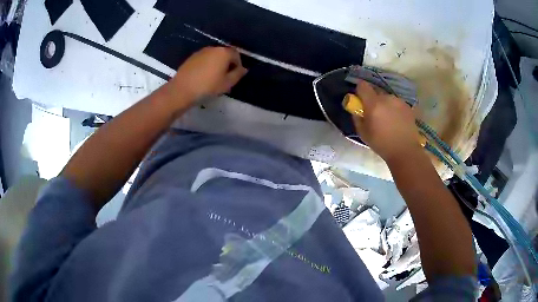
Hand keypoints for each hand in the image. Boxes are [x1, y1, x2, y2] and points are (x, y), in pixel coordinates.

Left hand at [167, 46, 247, 102]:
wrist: (182, 90)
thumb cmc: (208, 87)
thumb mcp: (227, 83)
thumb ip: (238, 74)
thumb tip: (243, 69)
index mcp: (223, 53)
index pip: (236, 54)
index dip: (238, 64)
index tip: (235, 75)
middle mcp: (213, 48)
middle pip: (224, 54)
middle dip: (227, 63)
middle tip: (225, 77)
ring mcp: (201, 52)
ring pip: (214, 56)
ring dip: (217, 64)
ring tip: (214, 77)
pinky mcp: (191, 57)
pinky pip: (204, 59)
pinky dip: (207, 65)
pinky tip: (203, 76)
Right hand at [353, 80, 420, 162]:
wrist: (405, 151)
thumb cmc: (382, 144)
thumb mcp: (363, 133)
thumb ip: (357, 117)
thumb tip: (356, 109)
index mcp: (374, 104)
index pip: (363, 86)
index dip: (360, 91)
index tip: (360, 100)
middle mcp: (386, 98)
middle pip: (376, 92)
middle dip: (373, 100)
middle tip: (375, 114)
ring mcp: (399, 101)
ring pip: (387, 98)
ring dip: (385, 105)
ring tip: (388, 120)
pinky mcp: (407, 106)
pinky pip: (397, 103)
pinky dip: (394, 109)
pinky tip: (397, 122)